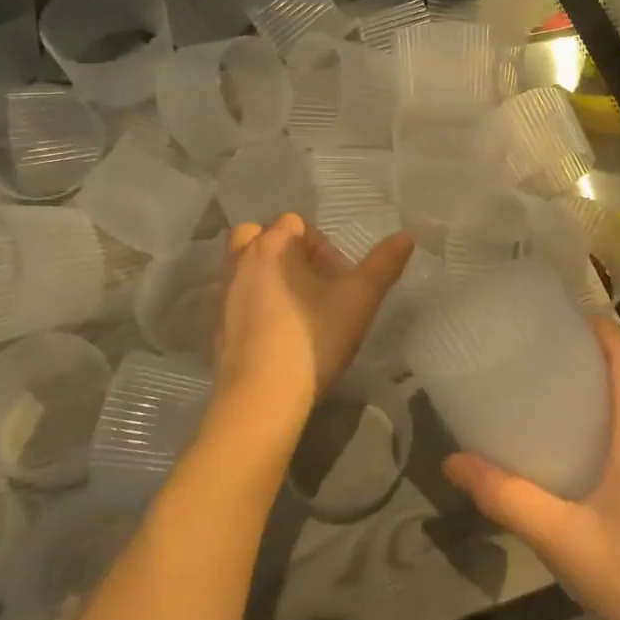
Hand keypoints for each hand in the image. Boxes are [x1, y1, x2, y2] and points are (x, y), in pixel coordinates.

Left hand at [212, 214, 415, 419]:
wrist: (261, 397)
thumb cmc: (313, 338)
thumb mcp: (360, 299)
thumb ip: (384, 264)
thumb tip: (407, 235)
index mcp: (272, 245)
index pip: (294, 223)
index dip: (320, 245)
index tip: (336, 278)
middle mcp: (239, 260)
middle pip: (259, 236)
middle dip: (284, 252)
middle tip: (310, 285)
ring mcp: (220, 292)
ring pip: (242, 265)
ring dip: (265, 275)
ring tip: (292, 308)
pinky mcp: (212, 324)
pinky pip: (232, 297)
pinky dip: (249, 303)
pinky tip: (271, 333)